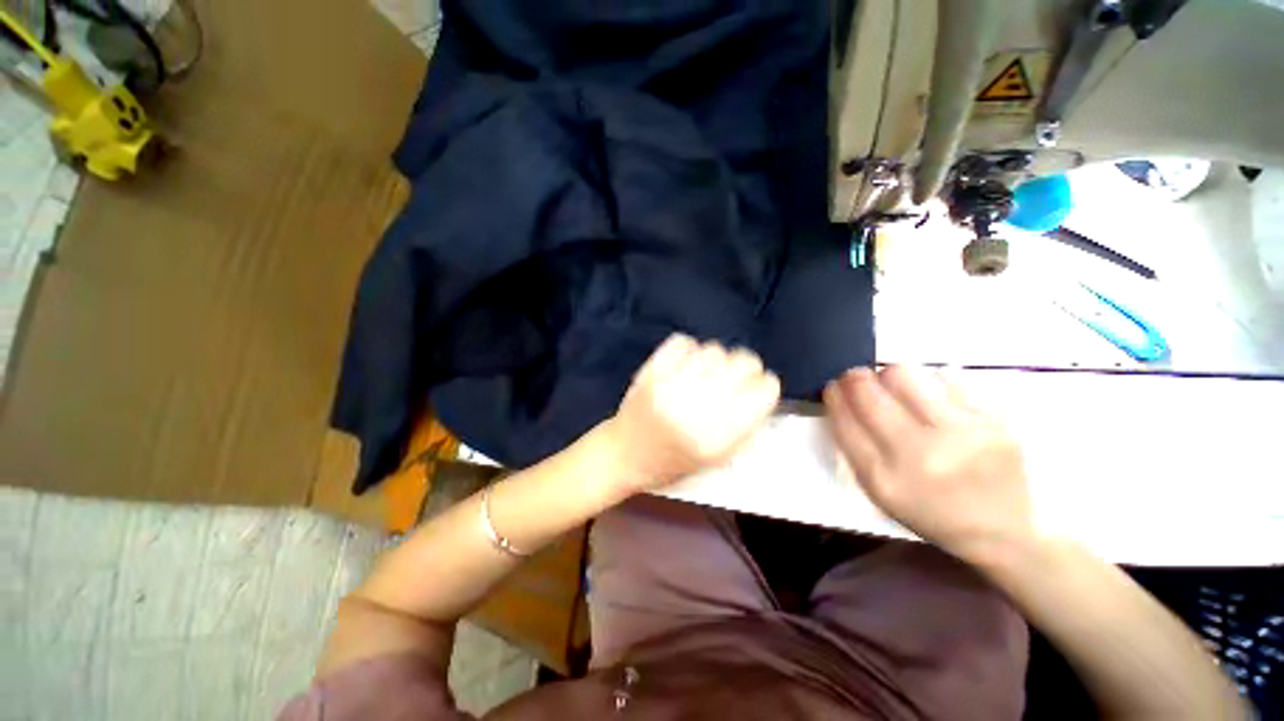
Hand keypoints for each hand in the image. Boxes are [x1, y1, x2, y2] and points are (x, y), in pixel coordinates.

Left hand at [604, 334, 780, 492]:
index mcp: (720, 434)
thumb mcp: (718, 458)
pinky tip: (686, 364)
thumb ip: (746, 424)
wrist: (624, 455)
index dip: (765, 386)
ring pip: (715, 348)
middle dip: (746, 368)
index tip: (757, 389)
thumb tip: (763, 388)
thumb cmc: (673, 463)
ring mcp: (673, 384)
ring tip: (706, 373)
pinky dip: (689, 349)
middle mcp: (699, 406)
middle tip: (733, 377)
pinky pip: (683, 341)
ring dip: (716, 359)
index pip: (765, 389)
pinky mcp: (651, 370)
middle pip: (745, 361)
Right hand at [823, 366, 1034, 565]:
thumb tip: (842, 397)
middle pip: (868, 391)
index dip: (834, 396)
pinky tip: (934, 399)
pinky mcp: (994, 420)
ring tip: (898, 390)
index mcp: (884, 478)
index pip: (844, 420)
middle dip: (854, 377)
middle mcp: (919, 455)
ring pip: (904, 373)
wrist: (1001, 532)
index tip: (832, 386)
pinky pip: (946, 377)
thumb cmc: (927, 510)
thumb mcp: (879, 490)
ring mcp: (961, 435)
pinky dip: (930, 382)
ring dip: (891, 377)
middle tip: (857, 377)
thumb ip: (856, 445)